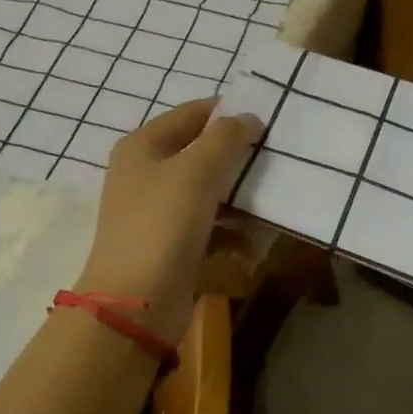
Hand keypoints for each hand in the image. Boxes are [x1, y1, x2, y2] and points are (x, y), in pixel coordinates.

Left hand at [76, 100, 262, 343]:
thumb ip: (226, 138)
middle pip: (200, 154)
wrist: (136, 301)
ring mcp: (157, 212)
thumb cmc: (163, 224)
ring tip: (272, 202)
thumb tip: (249, 118)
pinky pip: (209, 228)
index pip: (191, 114)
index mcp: (143, 146)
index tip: (268, 117)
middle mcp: (146, 174)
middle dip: (237, 158)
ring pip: (208, 193)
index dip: (227, 112)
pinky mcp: (171, 246)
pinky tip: (254, 242)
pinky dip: (230, 232)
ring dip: (239, 198)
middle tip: (277, 158)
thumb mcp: (197, 171)